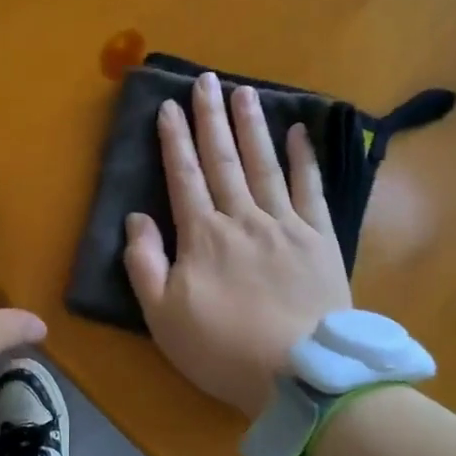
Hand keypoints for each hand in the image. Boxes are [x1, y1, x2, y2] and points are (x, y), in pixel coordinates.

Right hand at [123, 72, 351, 417]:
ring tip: (243, 91)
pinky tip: (299, 132)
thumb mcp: (163, 316)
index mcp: (202, 235)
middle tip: (206, 80)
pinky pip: (310, 189)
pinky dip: (304, 159)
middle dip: (211, 117)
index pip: (183, 175)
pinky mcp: (319, 238)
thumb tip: (136, 218)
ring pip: (263, 164)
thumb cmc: (223, 349)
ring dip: (251, 126)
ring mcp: (284, 224)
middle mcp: (242, 217)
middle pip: (223, 159)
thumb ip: (144, 263)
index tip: (168, 106)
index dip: (174, 139)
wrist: (301, 375)